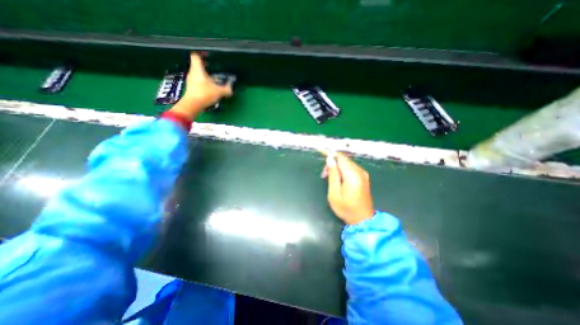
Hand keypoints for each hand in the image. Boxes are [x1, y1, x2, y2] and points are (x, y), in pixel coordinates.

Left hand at [183, 52, 231, 104]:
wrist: (192, 105)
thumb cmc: (205, 94)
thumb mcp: (219, 92)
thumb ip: (227, 89)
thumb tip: (231, 88)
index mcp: (197, 69)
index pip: (196, 55)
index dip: (202, 54)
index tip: (209, 56)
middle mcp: (192, 73)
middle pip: (197, 65)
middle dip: (205, 66)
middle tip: (214, 68)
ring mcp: (190, 80)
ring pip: (197, 74)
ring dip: (204, 75)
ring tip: (213, 79)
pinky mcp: (191, 88)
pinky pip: (197, 81)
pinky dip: (203, 82)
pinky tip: (209, 87)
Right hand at [322, 150, 375, 222]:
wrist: (363, 220)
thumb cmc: (346, 208)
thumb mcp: (334, 193)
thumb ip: (333, 175)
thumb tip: (330, 160)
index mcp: (353, 175)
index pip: (341, 158)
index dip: (330, 153)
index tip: (321, 151)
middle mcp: (360, 172)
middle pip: (344, 160)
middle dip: (332, 162)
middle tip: (323, 174)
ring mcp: (363, 174)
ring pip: (347, 163)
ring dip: (337, 167)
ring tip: (328, 177)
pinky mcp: (363, 178)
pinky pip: (351, 168)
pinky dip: (342, 170)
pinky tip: (337, 178)